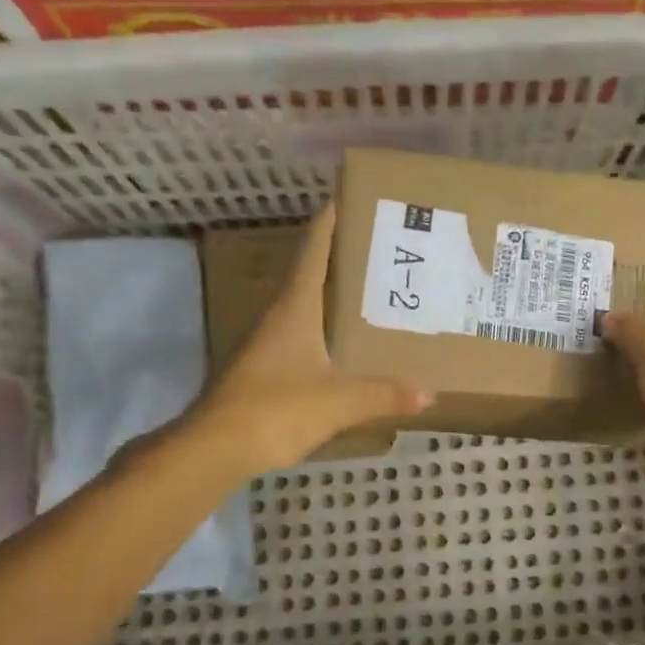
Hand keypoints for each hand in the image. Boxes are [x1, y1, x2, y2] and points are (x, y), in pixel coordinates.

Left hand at [194, 205, 432, 471]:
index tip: (351, 196)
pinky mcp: (265, 369)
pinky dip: (326, 328)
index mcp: (294, 307)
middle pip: (311, 272)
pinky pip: (303, 336)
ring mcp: (268, 343)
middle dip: (343, 256)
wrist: (215, 448)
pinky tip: (347, 343)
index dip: (331, 220)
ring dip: (335, 294)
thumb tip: (428, 393)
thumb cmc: (277, 409)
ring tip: (374, 290)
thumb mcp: (339, 402)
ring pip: (306, 305)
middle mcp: (278, 316)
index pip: (314, 248)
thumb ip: (384, 395)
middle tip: (382, 247)